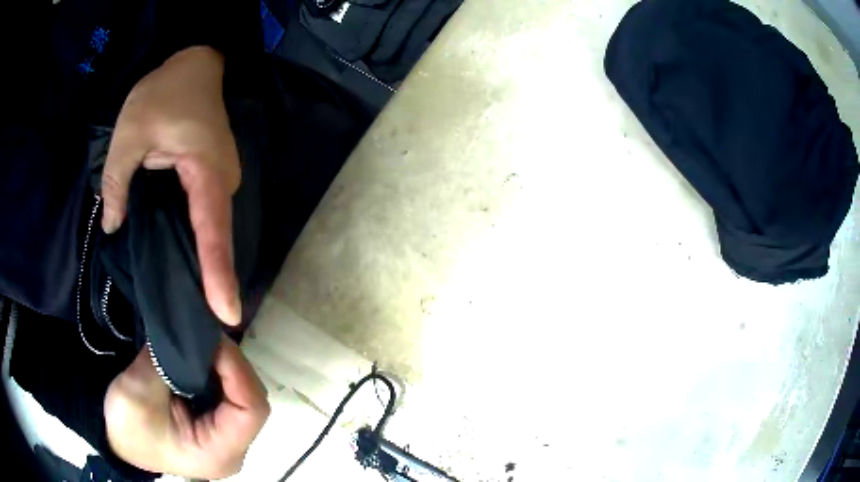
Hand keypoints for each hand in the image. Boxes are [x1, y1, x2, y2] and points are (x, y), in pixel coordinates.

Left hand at [102, 46, 241, 324]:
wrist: (195, 63)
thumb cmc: (163, 92)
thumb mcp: (129, 132)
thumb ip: (117, 183)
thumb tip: (114, 226)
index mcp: (204, 170)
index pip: (212, 231)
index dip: (217, 275)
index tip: (226, 316)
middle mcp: (222, 181)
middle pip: (217, 237)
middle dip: (214, 279)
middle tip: (206, 323)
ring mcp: (222, 179)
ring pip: (213, 229)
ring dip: (206, 263)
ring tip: (199, 302)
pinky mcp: (213, 177)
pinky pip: (207, 216)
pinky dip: (200, 242)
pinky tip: (188, 261)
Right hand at [104, 337, 269, 478]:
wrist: (116, 438)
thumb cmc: (127, 425)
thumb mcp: (139, 390)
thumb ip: (168, 361)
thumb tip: (191, 329)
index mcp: (218, 453)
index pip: (251, 411)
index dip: (238, 371)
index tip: (215, 340)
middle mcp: (231, 449)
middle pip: (252, 401)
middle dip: (233, 364)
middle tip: (209, 333)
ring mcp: (225, 439)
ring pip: (243, 395)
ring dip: (227, 366)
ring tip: (205, 339)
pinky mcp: (215, 426)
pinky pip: (228, 395)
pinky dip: (218, 372)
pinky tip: (202, 354)